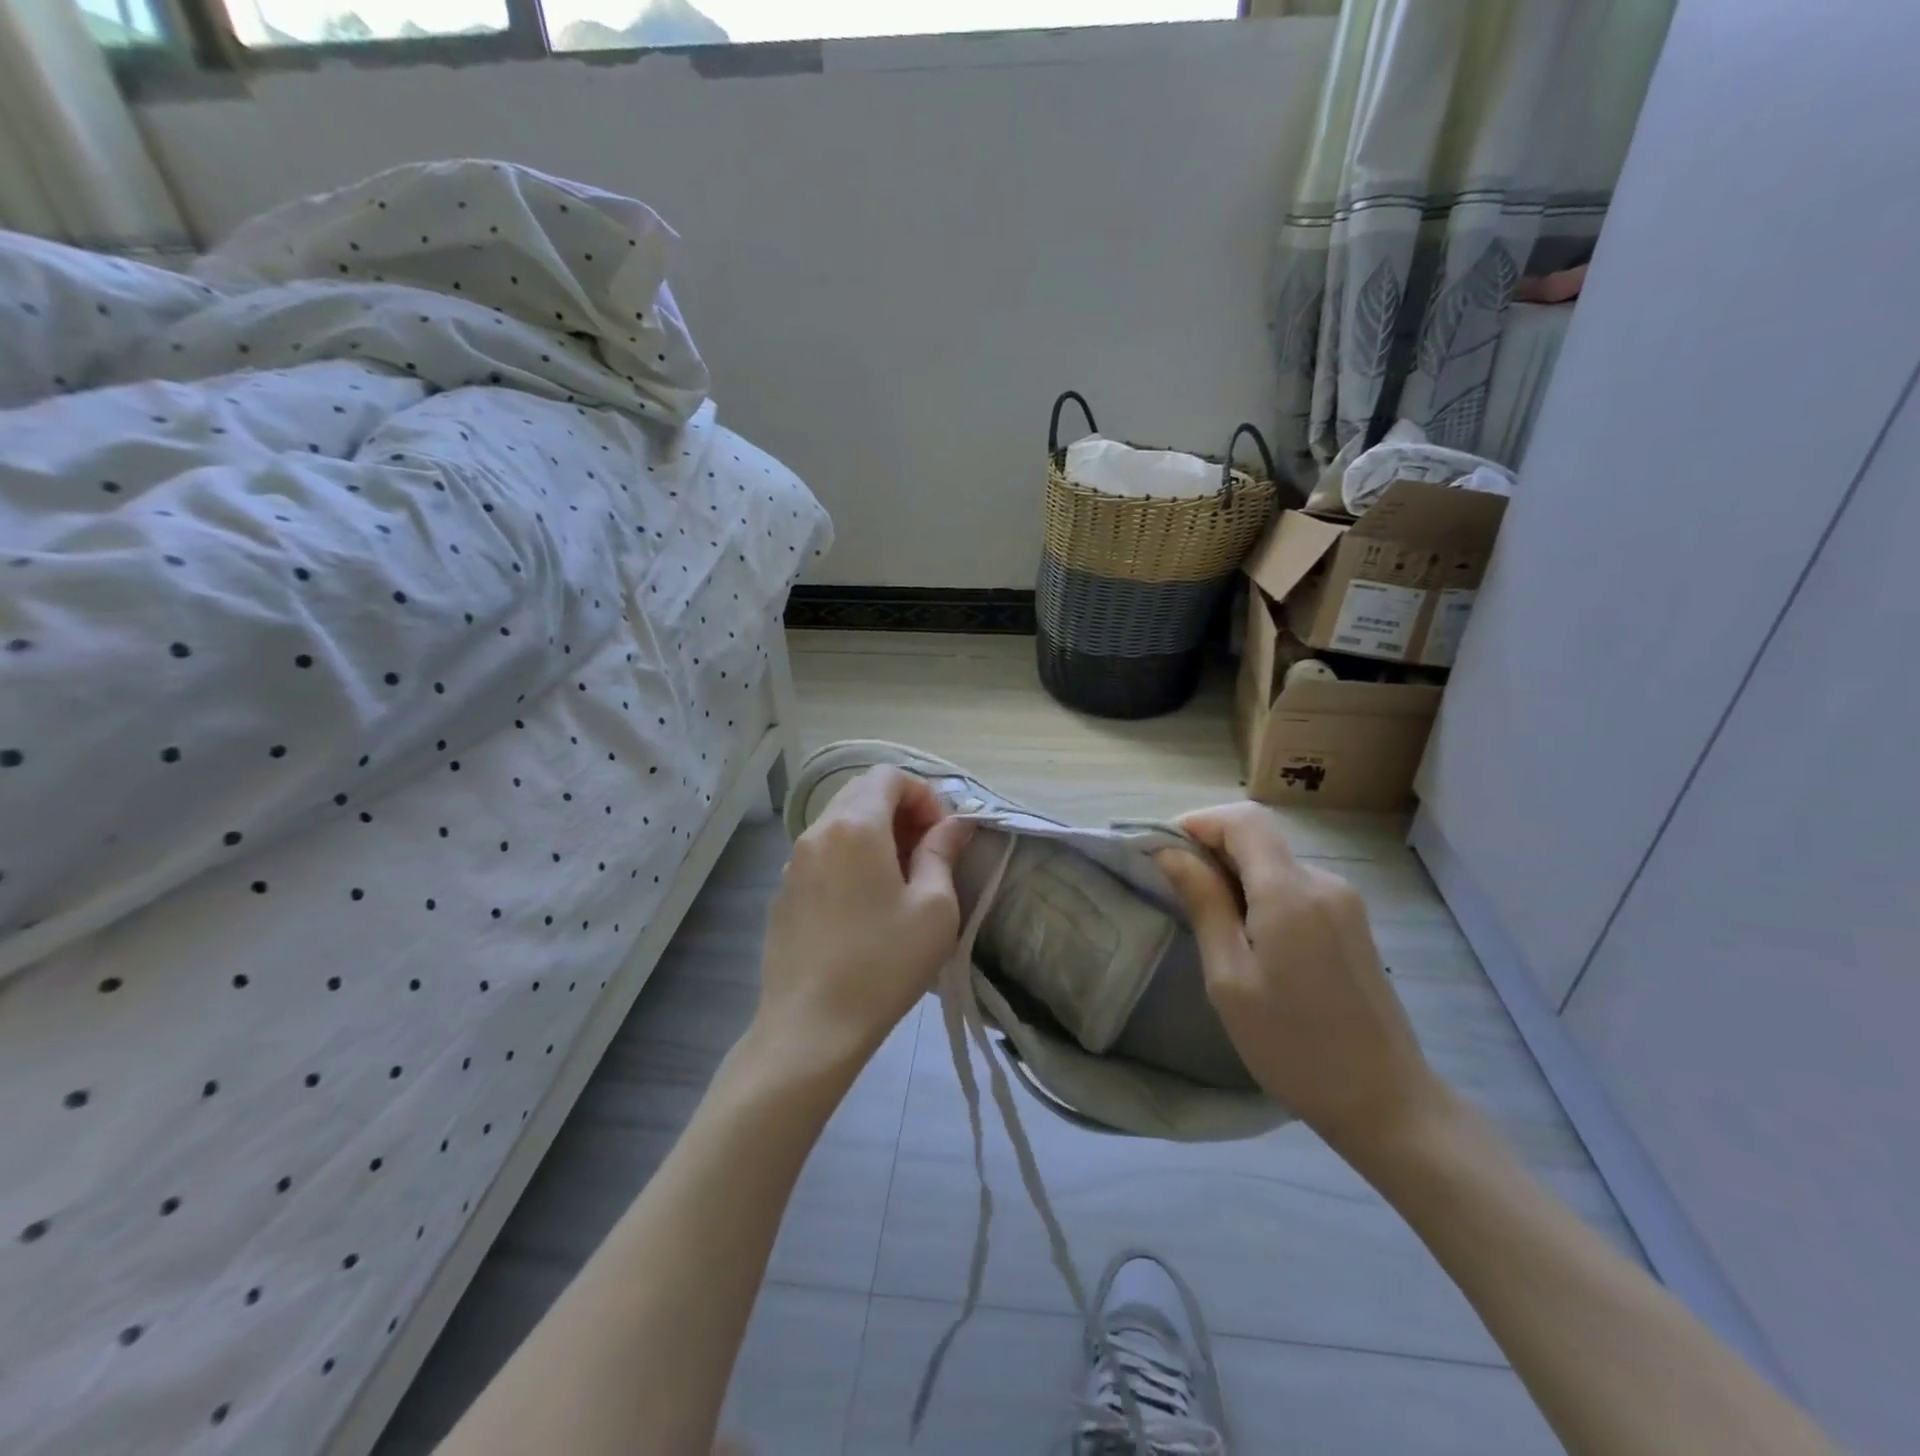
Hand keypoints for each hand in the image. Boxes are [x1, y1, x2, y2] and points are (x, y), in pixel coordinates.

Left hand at [755, 766, 972, 1076]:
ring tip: (900, 880)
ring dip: (875, 834)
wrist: (811, 1028)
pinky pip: (823, 854)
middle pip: (862, 793)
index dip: (924, 795)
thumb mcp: (934, 909)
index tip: (942, 836)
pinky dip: (850, 858)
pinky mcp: (784, 893)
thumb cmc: (883, 964)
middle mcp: (816, 832)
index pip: (889, 776)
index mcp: (854, 826)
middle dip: (901, 811)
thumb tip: (954, 824)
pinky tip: (865, 905)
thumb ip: (942, 853)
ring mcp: (793, 863)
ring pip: (840, 823)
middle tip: (927, 853)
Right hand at [1155, 803, 1440, 1157]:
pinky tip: (1250, 941)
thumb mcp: (1229, 978)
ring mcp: (1343, 901)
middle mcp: (1322, 882)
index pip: (1243, 820)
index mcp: (1290, 893)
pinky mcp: (1351, 921)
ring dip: (1235, 877)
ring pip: (1274, 863)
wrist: (1385, 1102)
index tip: (1163, 853)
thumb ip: (1203, 905)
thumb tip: (1170, 853)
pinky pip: (1294, 886)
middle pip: (1258, 838)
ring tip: (1211, 928)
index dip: (1199, 822)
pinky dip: (1261, 894)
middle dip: (1211, 852)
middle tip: (1177, 895)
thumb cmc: (1293, 1045)